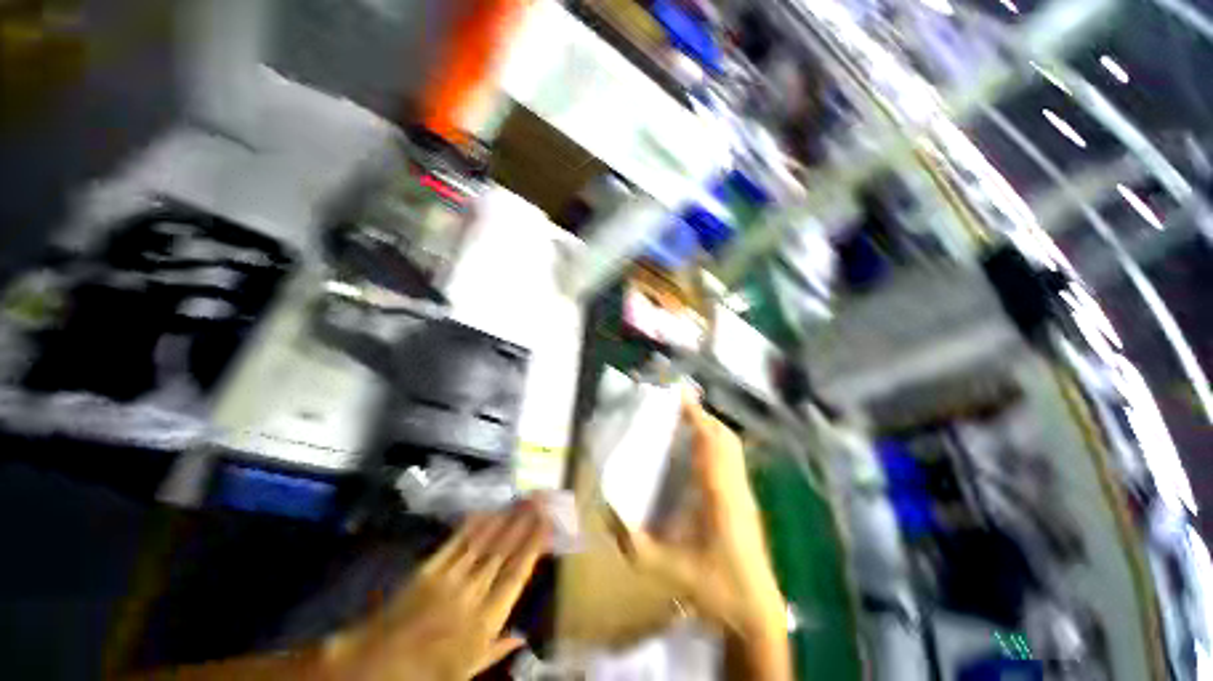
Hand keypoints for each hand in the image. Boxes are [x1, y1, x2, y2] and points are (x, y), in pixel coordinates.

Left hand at [324, 502, 549, 680]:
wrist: (374, 666)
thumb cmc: (425, 674)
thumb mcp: (465, 672)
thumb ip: (496, 650)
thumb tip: (524, 637)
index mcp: (483, 623)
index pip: (516, 576)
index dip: (533, 547)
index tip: (547, 524)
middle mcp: (471, 595)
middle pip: (503, 552)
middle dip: (524, 523)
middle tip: (540, 499)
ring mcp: (448, 579)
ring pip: (484, 542)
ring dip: (505, 518)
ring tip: (522, 499)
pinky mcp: (428, 570)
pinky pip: (456, 543)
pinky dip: (473, 526)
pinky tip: (487, 511)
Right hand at [616, 396, 787, 648]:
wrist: (756, 613)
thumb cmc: (714, 588)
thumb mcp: (664, 568)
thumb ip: (632, 543)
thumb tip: (606, 515)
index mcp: (717, 493)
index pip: (709, 441)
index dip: (696, 414)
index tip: (680, 393)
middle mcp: (734, 484)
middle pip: (723, 436)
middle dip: (702, 415)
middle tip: (677, 407)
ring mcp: (744, 491)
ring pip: (732, 446)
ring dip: (710, 428)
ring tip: (686, 423)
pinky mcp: (747, 499)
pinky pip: (734, 458)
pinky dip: (717, 443)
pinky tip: (700, 453)